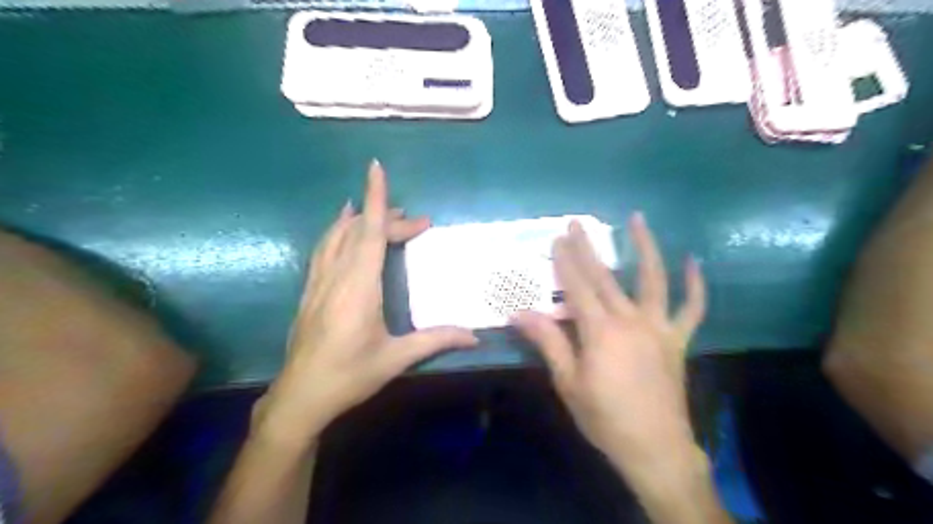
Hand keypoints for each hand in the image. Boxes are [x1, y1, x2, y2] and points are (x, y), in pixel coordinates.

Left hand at [258, 160, 479, 446]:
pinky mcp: (310, 291)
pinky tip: (342, 229)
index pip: (369, 232)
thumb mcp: (396, 358)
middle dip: (388, 218)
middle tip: (418, 224)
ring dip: (359, 219)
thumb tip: (475, 336)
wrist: (299, 397)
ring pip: (337, 236)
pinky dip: (337, 231)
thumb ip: (435, 341)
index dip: (376, 199)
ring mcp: (319, 282)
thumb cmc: (349, 376)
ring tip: (378, 210)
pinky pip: (324, 249)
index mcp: (359, 287)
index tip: (376, 168)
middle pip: (360, 232)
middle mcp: (337, 276)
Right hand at [509, 212, 707, 469]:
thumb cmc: (604, 417)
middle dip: (588, 248)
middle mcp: (631, 320)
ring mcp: (659, 327)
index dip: (565, 262)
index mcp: (600, 332)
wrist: (655, 448)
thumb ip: (548, 342)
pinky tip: (693, 260)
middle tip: (577, 223)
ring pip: (654, 279)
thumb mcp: (568, 382)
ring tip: (638, 218)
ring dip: (645, 247)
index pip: (577, 287)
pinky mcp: (678, 339)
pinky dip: (695, 284)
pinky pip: (692, 308)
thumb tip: (520, 313)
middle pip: (605, 277)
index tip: (556, 239)